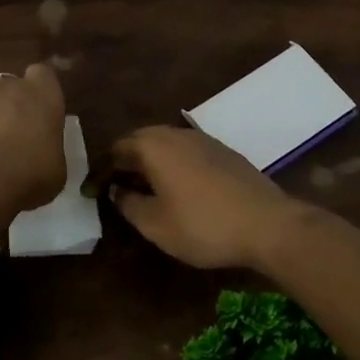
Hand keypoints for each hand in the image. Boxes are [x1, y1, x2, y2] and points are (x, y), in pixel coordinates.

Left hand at [0, 65, 68, 225]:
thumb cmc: (28, 177)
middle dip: (9, 105)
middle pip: (8, 87)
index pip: (42, 74)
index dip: (40, 90)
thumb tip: (39, 148)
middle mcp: (5, 87)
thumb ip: (49, 147)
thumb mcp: (56, 169)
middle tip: (11, 137)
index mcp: (41, 95)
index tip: (40, 111)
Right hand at [107, 126, 300, 270]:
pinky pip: (186, 151)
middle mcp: (176, 134)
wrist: (268, 225)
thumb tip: (117, 190)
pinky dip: (172, 165)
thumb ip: (128, 204)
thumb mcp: (155, 224)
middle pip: (140, 140)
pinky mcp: (224, 152)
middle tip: (114, 186)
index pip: (115, 149)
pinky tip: (177, 188)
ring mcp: (204, 140)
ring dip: (149, 162)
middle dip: (124, 161)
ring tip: (143, 188)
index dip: (100, 171)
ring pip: (165, 144)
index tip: (91, 193)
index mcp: (154, 146)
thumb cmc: (203, 225)